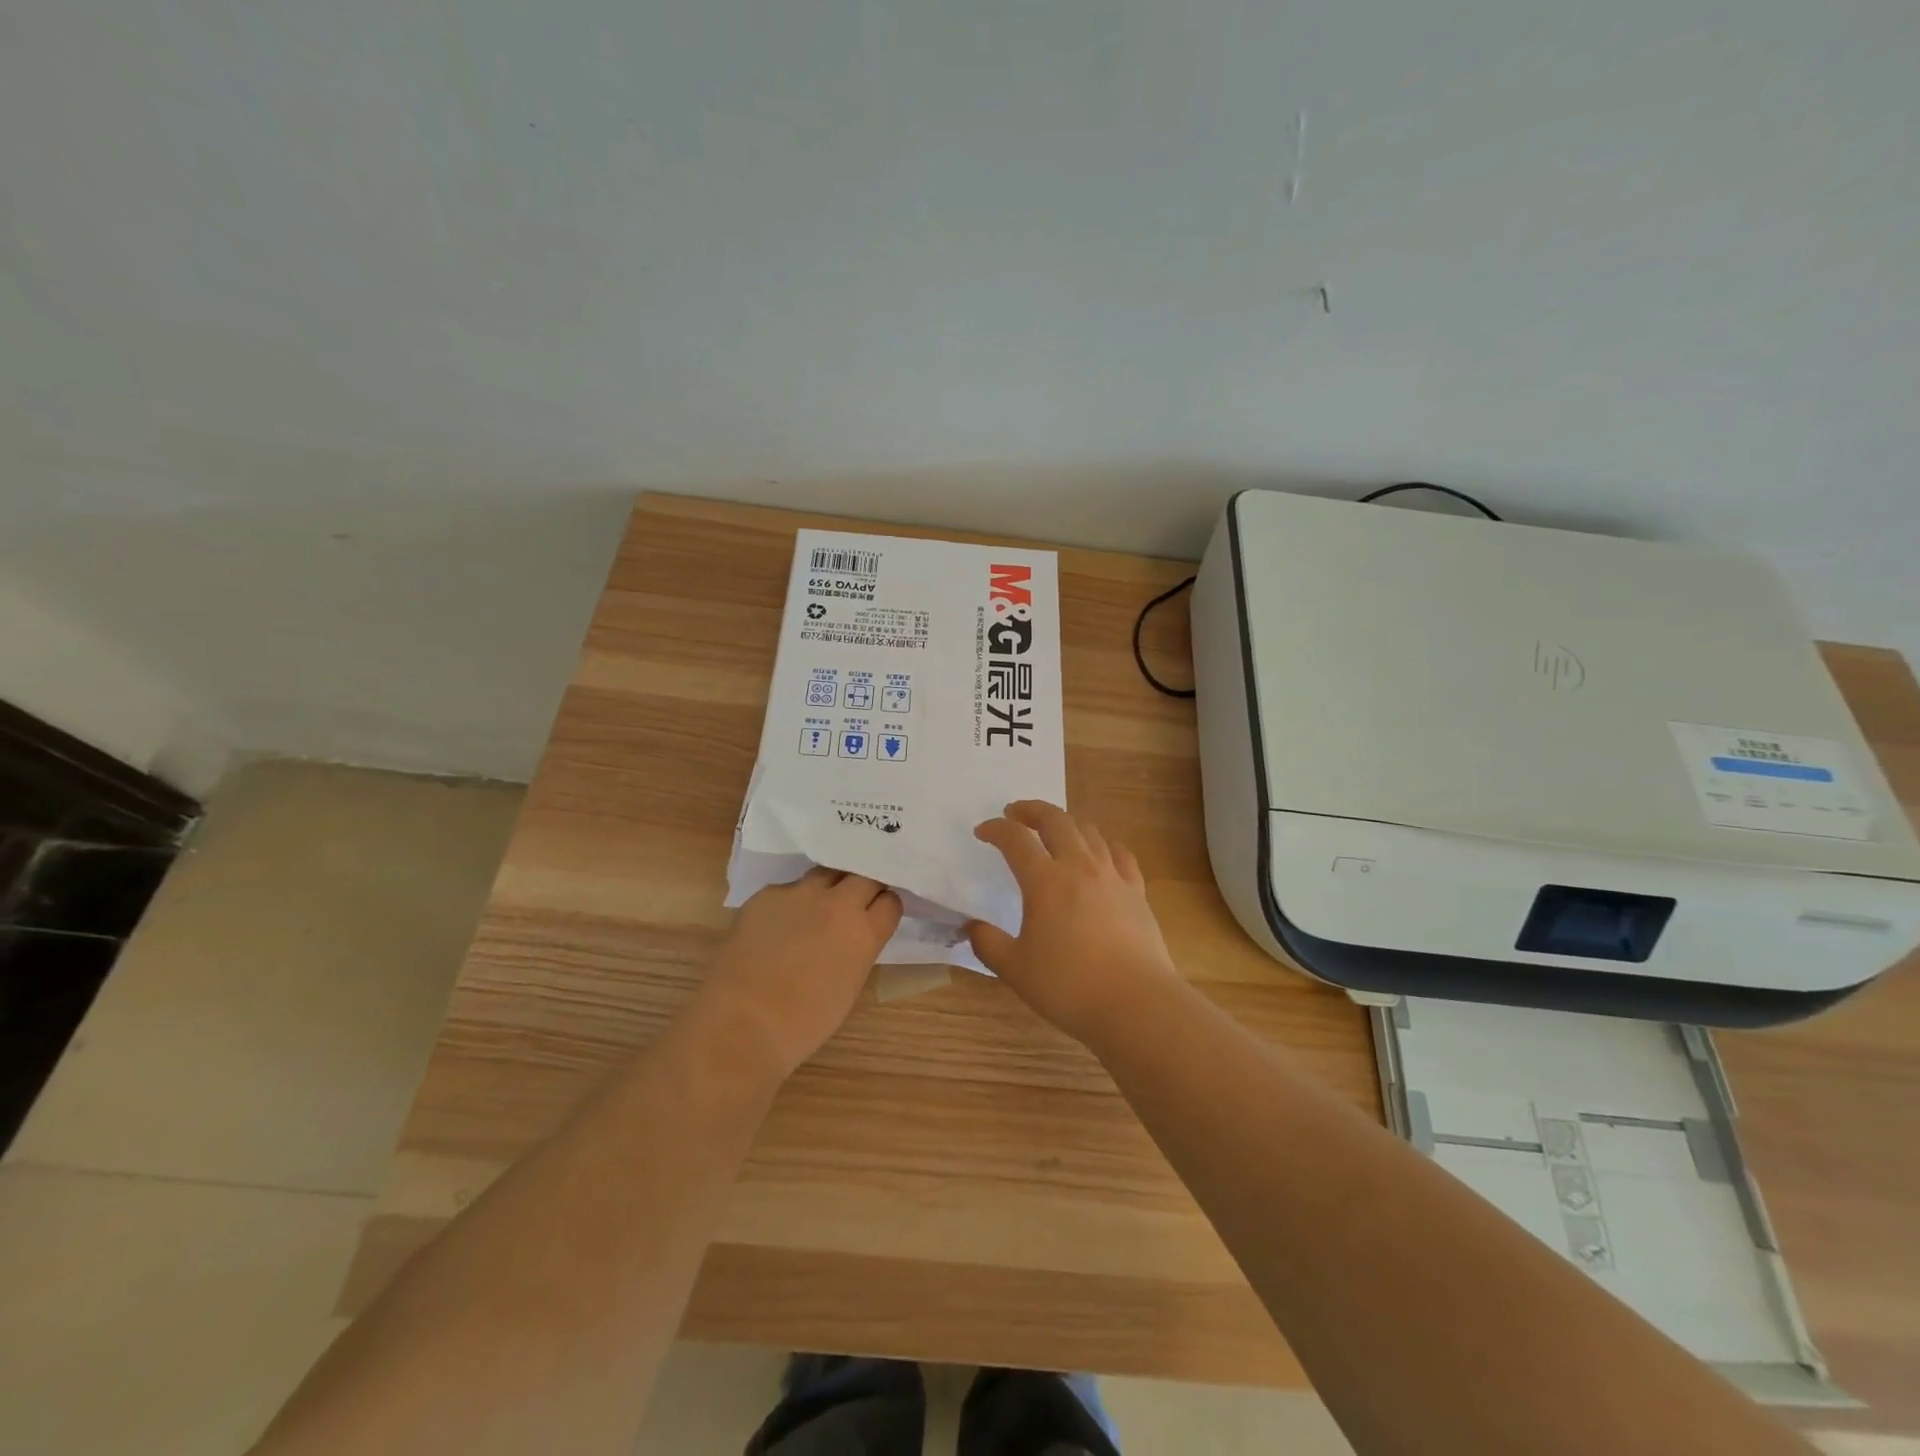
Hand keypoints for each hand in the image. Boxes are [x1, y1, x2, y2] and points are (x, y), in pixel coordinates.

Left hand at [700, 868, 901, 1079]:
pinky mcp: (766, 894)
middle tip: (853, 905)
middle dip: (863, 888)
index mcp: (864, 932)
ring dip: (829, 888)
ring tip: (816, 909)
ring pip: (826, 874)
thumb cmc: (804, 1022)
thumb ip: (859, 950)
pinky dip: (790, 903)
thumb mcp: (850, 985)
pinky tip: (777, 926)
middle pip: (863, 876)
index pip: (890, 901)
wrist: (743, 1021)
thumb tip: (853, 937)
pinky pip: (788, 890)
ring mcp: (800, 894)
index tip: (877, 916)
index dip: (884, 908)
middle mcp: (837, 903)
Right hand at [967, 801, 1180, 1044]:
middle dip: (1031, 810)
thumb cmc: (1069, 986)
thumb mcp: (1015, 969)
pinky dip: (1103, 843)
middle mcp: (1079, 866)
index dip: (995, 830)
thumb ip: (988, 943)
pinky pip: (1119, 853)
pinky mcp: (1136, 891)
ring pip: (1088, 830)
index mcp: (1045, 881)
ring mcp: (1112, 875)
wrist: (1135, 1003)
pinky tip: (1100, 851)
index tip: (982, 832)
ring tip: (1054, 830)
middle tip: (1015, 814)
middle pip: (1055, 820)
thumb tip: (971, 927)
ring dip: (1066, 822)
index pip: (1015, 840)